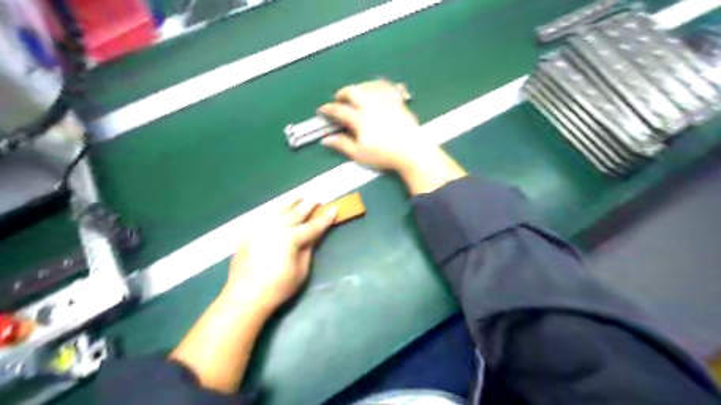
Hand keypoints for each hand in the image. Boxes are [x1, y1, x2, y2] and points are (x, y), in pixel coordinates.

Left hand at [224, 201, 337, 311]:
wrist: (245, 296)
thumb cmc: (278, 287)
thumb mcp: (301, 271)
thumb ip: (308, 249)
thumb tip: (313, 235)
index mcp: (291, 238)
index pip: (312, 226)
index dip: (325, 218)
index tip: (334, 208)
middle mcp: (276, 227)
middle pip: (296, 212)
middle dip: (308, 205)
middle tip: (317, 201)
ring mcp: (260, 227)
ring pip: (279, 209)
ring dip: (291, 202)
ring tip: (299, 197)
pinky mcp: (250, 232)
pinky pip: (265, 214)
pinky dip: (275, 208)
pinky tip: (279, 208)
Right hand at [318, 79, 435, 172]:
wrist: (412, 151)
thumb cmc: (384, 155)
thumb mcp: (360, 154)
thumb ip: (342, 145)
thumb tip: (326, 140)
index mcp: (359, 118)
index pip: (339, 110)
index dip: (328, 109)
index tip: (322, 110)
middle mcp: (371, 105)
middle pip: (352, 91)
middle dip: (342, 92)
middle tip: (338, 98)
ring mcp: (385, 101)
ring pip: (368, 86)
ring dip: (358, 87)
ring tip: (355, 92)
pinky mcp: (397, 101)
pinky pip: (385, 87)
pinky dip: (377, 85)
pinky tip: (375, 88)